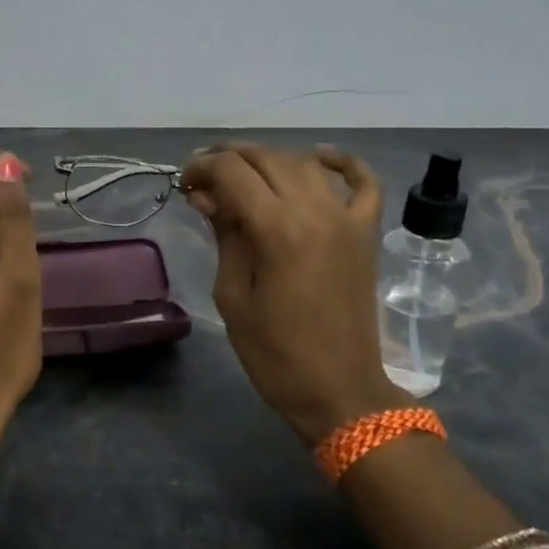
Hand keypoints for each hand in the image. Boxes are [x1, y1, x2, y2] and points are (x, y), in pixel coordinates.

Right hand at [182, 143, 408, 446]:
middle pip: (267, 159)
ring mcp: (346, 219)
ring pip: (304, 164)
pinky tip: (320, 158)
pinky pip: (363, 183)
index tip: (183, 183)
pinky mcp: (366, 233)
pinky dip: (344, 163)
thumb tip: (208, 197)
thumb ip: (225, 237)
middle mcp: (315, 211)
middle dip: (229, 158)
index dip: (201, 168)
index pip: (232, 172)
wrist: (339, 390)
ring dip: (269, 159)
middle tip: (204, 177)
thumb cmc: (275, 353)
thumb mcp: (233, 296)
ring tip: (243, 173)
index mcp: (276, 229)